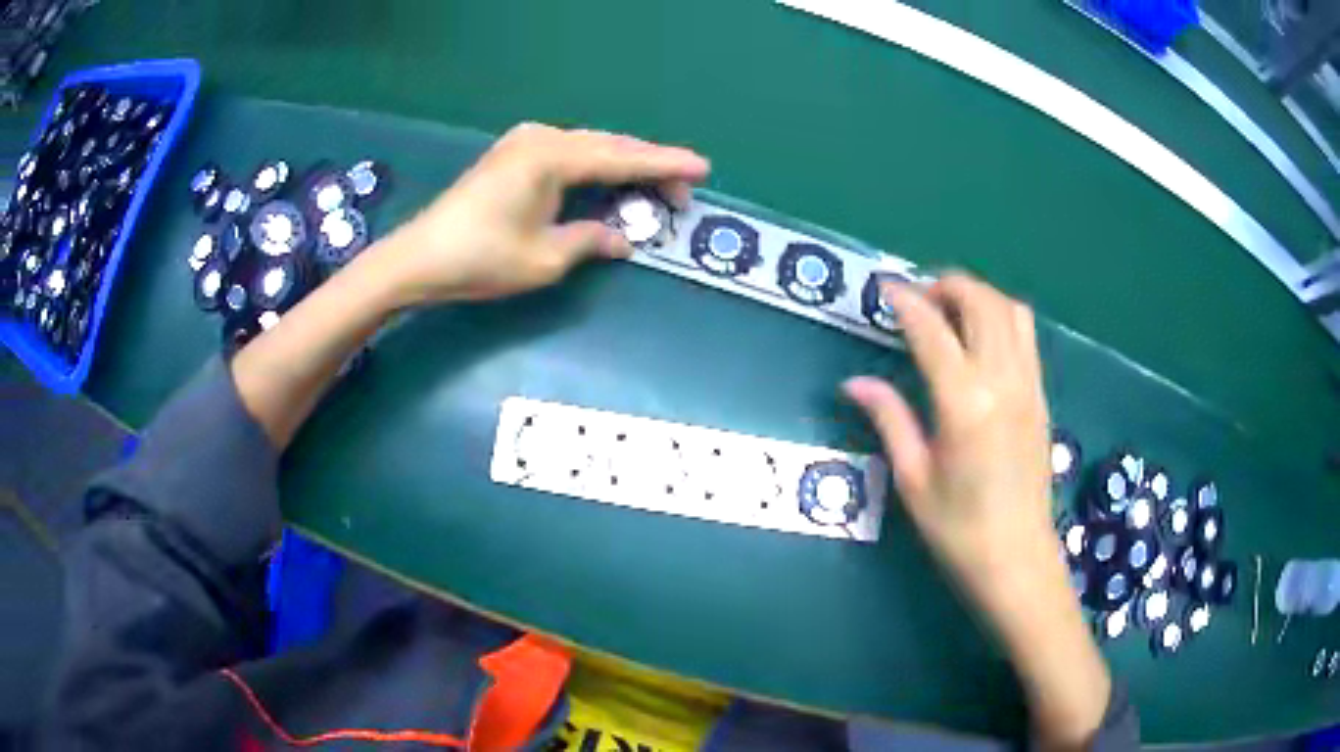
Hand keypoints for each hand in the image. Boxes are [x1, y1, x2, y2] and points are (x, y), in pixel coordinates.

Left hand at [371, 122, 709, 304]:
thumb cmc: (480, 259)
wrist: (418, 257)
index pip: (623, 158)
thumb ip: (591, 240)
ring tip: (655, 186)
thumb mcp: (545, 258)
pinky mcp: (513, 154)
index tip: (702, 168)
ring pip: (590, 147)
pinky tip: (609, 180)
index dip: (665, 165)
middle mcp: (542, 138)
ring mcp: (524, 142)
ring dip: (623, 165)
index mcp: (553, 157)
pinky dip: (595, 167)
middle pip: (610, 146)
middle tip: (683, 190)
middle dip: (649, 166)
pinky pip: (569, 153)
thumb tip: (624, 239)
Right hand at [844, 273, 1054, 601]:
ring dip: (978, 297)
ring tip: (950, 312)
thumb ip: (889, 419)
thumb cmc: (958, 530)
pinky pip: (1026, 335)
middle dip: (946, 285)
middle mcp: (1002, 381)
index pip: (932, 330)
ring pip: (1009, 310)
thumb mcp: (913, 479)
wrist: (1017, 559)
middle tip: (917, 299)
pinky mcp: (1040, 396)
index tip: (884, 288)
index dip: (905, 301)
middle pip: (980, 302)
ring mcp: (1028, 385)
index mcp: (965, 404)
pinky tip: (980, 341)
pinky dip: (1000, 318)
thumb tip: (855, 384)